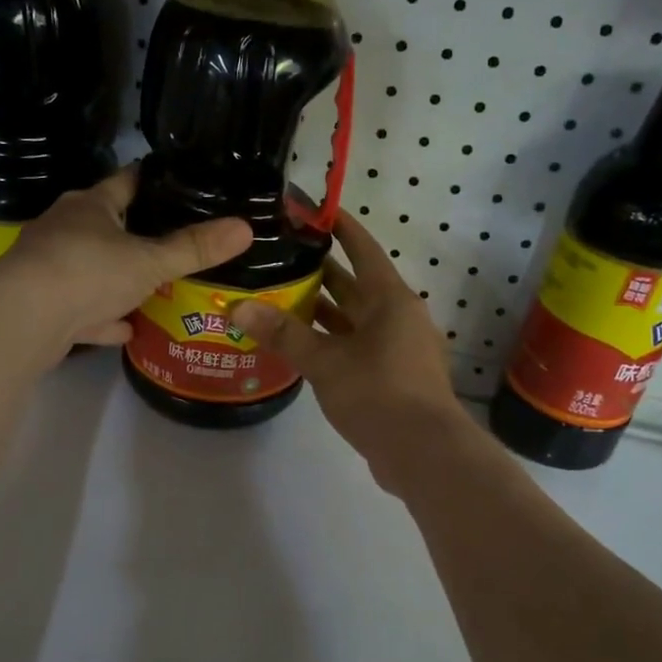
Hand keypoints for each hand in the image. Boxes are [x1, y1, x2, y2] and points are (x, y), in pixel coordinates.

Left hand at [0, 167, 252, 350]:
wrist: (23, 320)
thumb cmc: (88, 272)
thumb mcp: (150, 261)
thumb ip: (195, 248)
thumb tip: (246, 227)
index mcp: (90, 206)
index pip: (127, 182)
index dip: (153, 181)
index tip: (179, 183)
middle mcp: (65, 229)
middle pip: (107, 225)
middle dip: (137, 234)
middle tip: (175, 243)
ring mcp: (50, 267)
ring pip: (92, 269)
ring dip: (118, 279)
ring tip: (154, 287)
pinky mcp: (44, 305)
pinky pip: (82, 308)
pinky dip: (103, 317)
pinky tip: (126, 329)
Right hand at [229, 211, 471, 489]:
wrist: (423, 452)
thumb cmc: (378, 393)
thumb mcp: (325, 361)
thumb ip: (283, 334)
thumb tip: (239, 308)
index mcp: (390, 300)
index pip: (363, 249)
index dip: (340, 227)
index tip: (314, 210)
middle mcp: (397, 317)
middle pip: (355, 285)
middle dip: (321, 271)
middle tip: (279, 256)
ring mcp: (397, 349)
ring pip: (354, 320)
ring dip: (322, 310)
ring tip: (279, 298)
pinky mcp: (392, 377)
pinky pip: (356, 347)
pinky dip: (330, 342)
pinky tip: (300, 347)